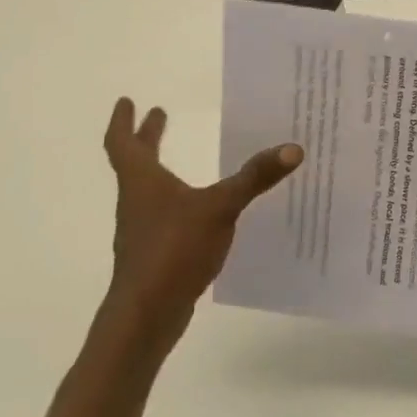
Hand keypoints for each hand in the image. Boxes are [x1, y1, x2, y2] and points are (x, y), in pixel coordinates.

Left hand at [101, 98, 301, 352]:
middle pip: (135, 163)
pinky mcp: (154, 254)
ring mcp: (143, 230)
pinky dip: (174, 200)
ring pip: (147, 190)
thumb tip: (293, 148)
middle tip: (158, 116)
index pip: (123, 143)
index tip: (126, 101)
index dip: (123, 121)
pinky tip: (196, 210)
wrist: (144, 316)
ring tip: (177, 160)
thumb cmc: (173, 250)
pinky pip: (162, 215)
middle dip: (146, 138)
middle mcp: (137, 202)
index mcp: (142, 182)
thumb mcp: (219, 208)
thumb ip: (254, 178)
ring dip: (158, 169)